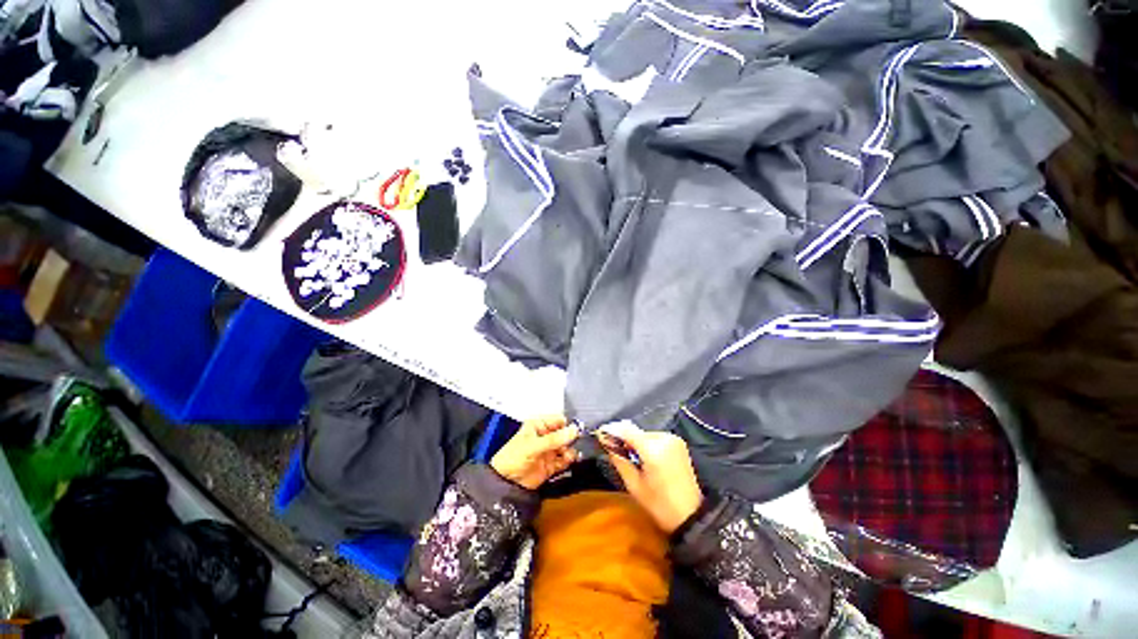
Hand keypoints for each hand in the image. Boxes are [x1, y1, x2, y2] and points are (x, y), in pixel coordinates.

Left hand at [490, 416, 579, 489]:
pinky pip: (564, 460)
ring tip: (570, 454)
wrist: (505, 483)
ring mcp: (548, 451)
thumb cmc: (513, 458)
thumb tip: (574, 430)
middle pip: (564, 433)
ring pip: (566, 447)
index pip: (558, 420)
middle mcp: (545, 436)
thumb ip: (555, 439)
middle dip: (571, 438)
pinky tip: (571, 460)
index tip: (577, 430)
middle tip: (575, 442)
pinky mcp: (551, 465)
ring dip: (571, 450)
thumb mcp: (533, 445)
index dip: (568, 424)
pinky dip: (569, 460)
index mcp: (539, 426)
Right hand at [599, 421, 703, 533]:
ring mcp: (673, 438)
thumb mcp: (634, 485)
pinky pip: (655, 437)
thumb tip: (605, 441)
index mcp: (654, 449)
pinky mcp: (678, 442)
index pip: (627, 429)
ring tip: (628, 455)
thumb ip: (619, 459)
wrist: (691, 516)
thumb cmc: (660, 505)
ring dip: (634, 441)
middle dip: (622, 438)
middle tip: (612, 449)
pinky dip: (645, 443)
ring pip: (644, 434)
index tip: (599, 434)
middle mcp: (664, 438)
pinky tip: (643, 456)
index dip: (611, 429)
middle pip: (635, 431)